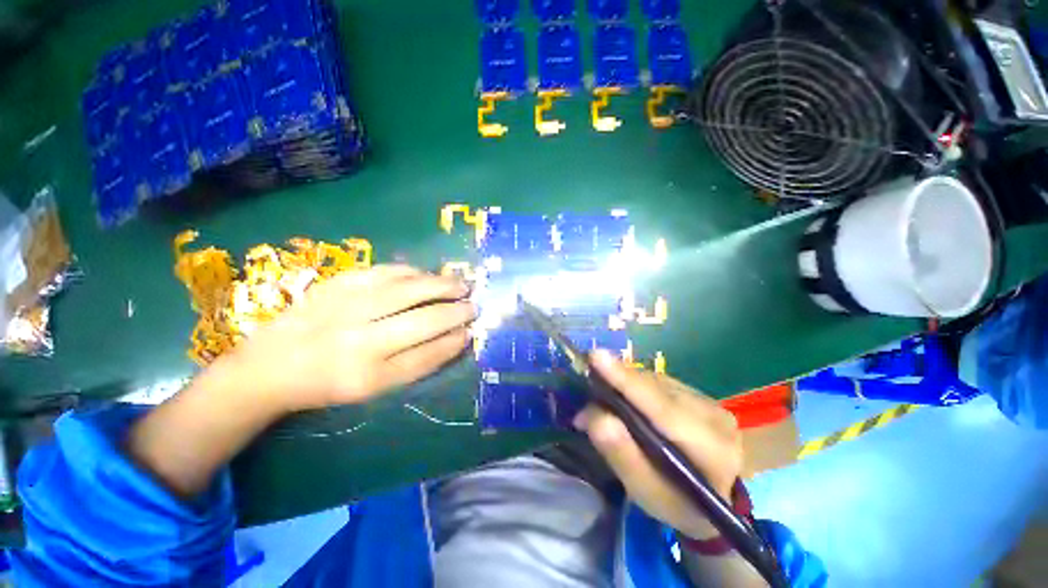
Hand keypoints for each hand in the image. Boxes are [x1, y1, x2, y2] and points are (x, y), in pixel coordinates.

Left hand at [223, 265, 475, 412]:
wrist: (268, 365)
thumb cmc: (328, 383)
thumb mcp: (373, 388)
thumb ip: (417, 364)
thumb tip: (454, 338)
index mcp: (367, 376)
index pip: (427, 356)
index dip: (453, 342)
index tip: (470, 331)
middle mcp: (359, 340)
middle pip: (423, 321)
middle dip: (456, 311)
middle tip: (474, 305)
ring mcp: (346, 307)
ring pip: (408, 289)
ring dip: (441, 285)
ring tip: (460, 284)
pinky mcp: (337, 284)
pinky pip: (385, 271)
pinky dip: (413, 272)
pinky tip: (426, 274)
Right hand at [573, 351, 743, 539]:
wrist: (717, 497)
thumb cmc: (678, 504)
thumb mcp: (647, 492)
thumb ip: (622, 454)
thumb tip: (594, 415)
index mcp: (711, 451)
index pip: (662, 409)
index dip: (626, 382)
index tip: (596, 358)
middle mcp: (714, 416)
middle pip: (655, 389)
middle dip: (617, 383)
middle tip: (587, 390)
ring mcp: (709, 401)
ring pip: (655, 381)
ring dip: (624, 383)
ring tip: (602, 396)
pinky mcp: (699, 393)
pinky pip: (659, 382)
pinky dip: (636, 385)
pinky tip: (624, 397)